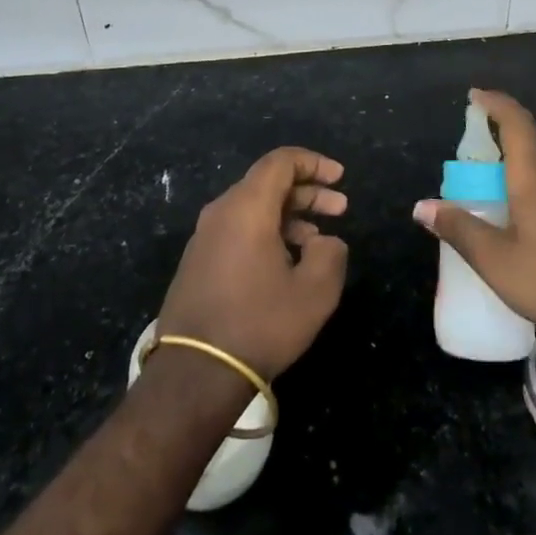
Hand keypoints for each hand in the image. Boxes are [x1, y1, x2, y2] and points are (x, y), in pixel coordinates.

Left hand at [157, 147, 349, 380]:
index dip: (314, 163)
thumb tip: (325, 241)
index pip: (281, 161)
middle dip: (307, 191)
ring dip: (289, 215)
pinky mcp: (198, 261)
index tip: (340, 177)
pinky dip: (267, 232)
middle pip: (268, 183)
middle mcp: (221, 211)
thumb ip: (330, 254)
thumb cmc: (260, 324)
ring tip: (318, 240)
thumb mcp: (314, 292)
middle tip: (340, 208)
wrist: (194, 373)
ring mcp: (205, 236)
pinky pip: (238, 229)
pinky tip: (287, 261)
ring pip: (253, 207)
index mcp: (247, 207)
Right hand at [413, 89, 535, 352]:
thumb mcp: (496, 261)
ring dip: (517, 178)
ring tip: (493, 203)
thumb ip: (459, 229)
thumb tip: (421, 206)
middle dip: (499, 150)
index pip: (517, 122)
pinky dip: (533, 198)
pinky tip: (525, 233)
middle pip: (529, 149)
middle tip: (472, 171)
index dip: (496, 103)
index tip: (475, 96)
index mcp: (535, 177)